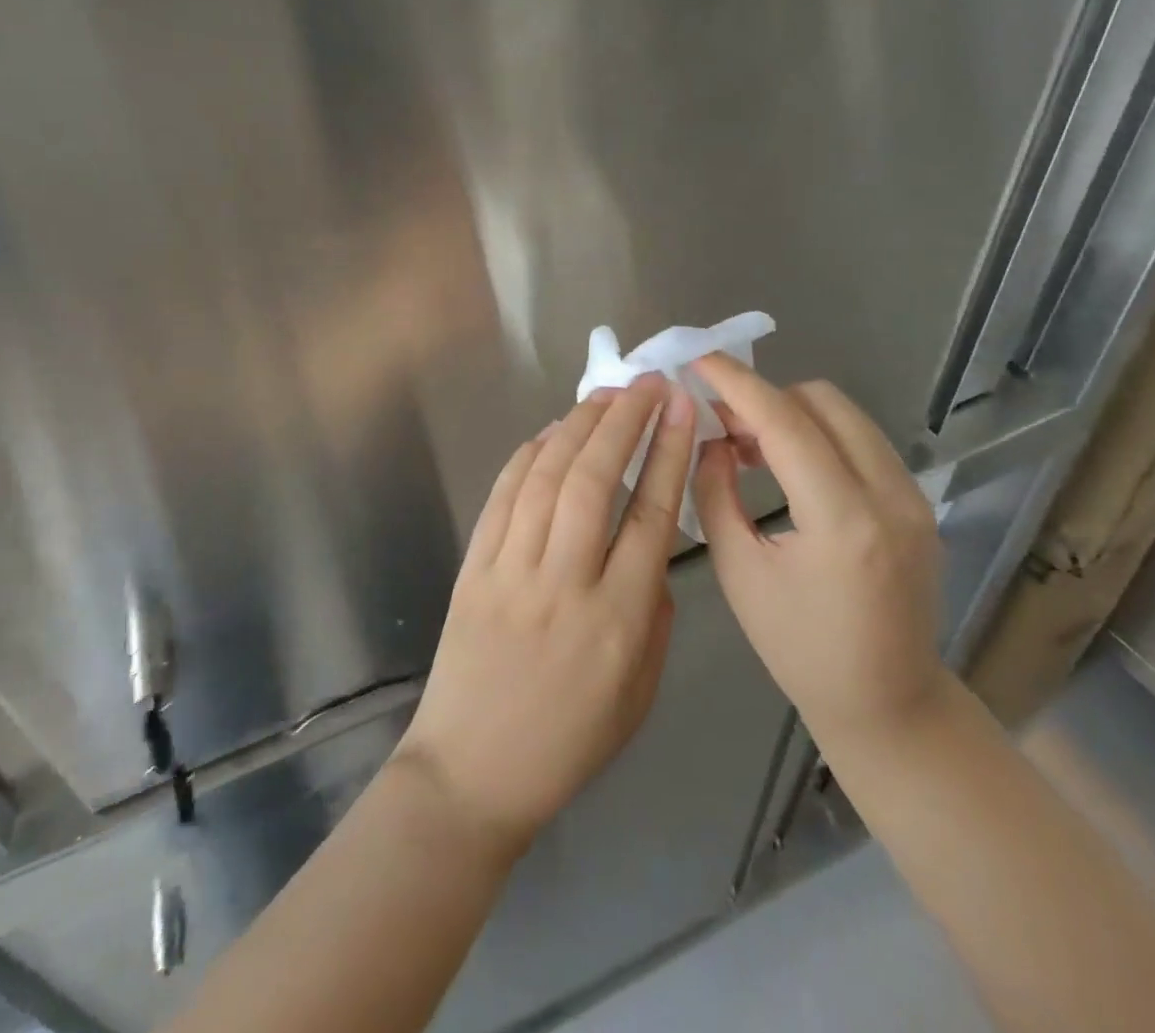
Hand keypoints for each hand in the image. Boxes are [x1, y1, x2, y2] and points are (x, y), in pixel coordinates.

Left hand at [395, 374, 694, 852]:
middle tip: (647, 383)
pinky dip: (528, 456)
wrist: (473, 771)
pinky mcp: (474, 568)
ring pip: (548, 477)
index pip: (651, 515)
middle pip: (597, 480)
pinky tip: (550, 432)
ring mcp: (511, 571)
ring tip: (606, 395)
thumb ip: (654, 609)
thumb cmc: (570, 740)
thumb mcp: (641, 689)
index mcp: (618, 619)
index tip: (681, 410)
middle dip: (625, 421)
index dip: (668, 453)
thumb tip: (649, 542)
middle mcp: (564, 583)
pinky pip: (503, 497)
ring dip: (578, 426)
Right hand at [691, 355, 949, 748]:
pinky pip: (861, 440)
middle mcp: (890, 497)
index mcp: (844, 521)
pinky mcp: (917, 503)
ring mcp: (913, 498)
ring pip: (846, 415)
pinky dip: (818, 435)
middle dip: (764, 397)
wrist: (889, 703)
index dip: (738, 383)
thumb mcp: (740, 573)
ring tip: (749, 446)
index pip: (786, 423)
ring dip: (791, 414)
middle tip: (721, 423)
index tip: (699, 359)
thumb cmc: (800, 649)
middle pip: (822, 402)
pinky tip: (787, 466)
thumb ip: (716, 493)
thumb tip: (711, 439)